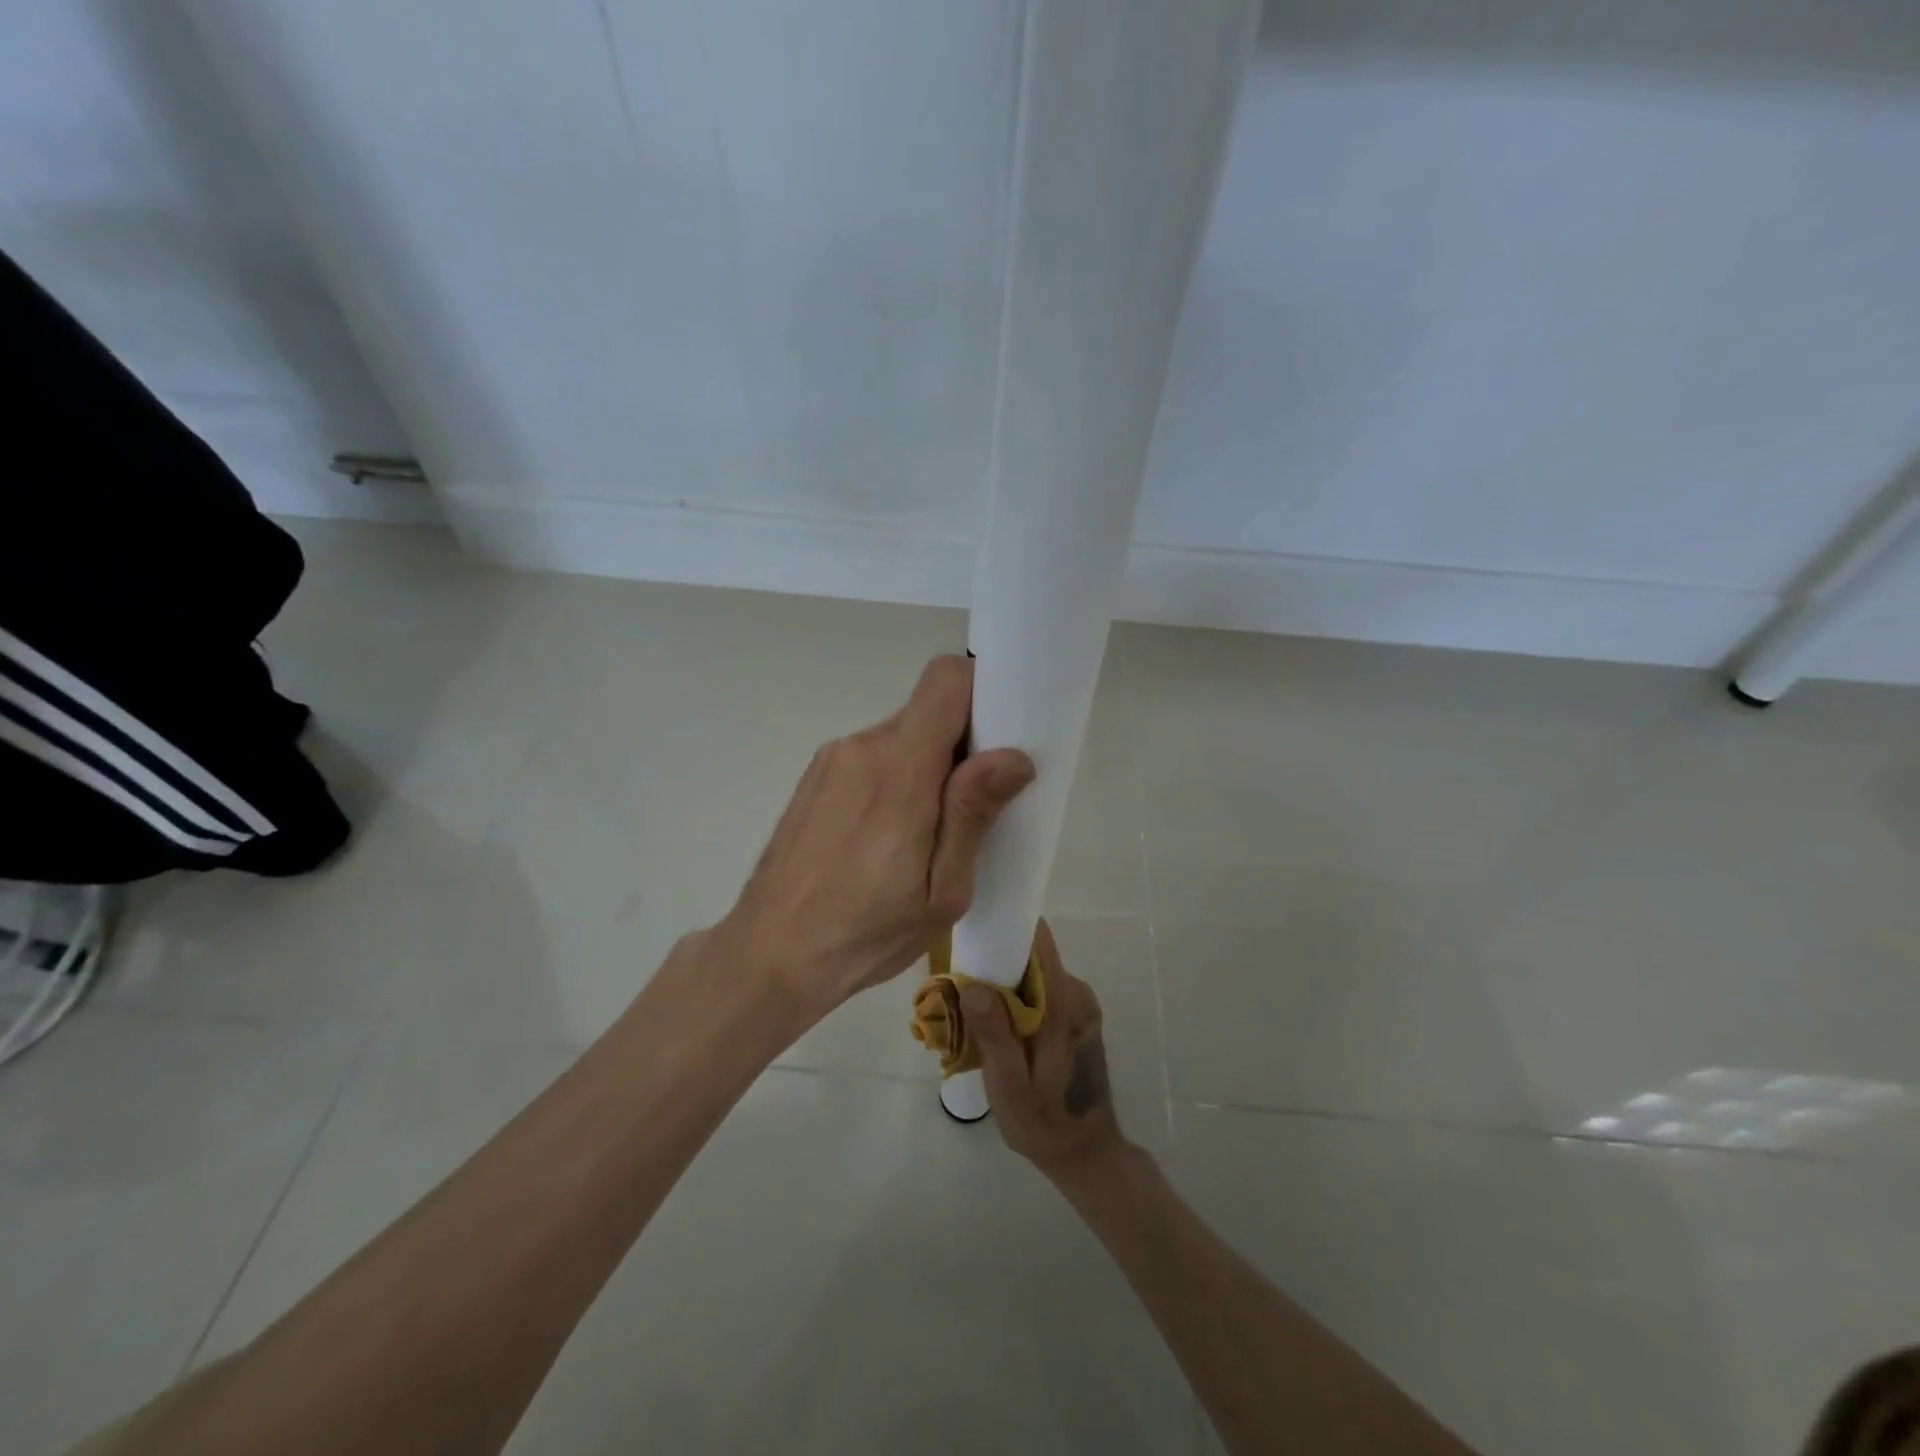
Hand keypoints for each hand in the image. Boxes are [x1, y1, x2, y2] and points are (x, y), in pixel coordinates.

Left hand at [720, 655, 1034, 1018]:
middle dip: (960, 746)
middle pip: (928, 712)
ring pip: (901, 737)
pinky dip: (895, 779)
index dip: (982, 692)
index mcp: (899, 768)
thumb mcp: (942, 890)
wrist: (770, 953)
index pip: (946, 679)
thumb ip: (973, 814)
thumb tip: (1014, 756)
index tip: (1001, 737)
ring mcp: (833, 759)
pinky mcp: (816, 777)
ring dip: (926, 768)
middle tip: (972, 809)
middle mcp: (862, 746)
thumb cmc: (866, 931)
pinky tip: (885, 838)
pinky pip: (872, 757)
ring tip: (924, 836)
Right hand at [961, 921, 1125, 1178]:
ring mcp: (1079, 1004)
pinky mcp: (1076, 1016)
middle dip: (995, 962)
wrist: (1085, 1154)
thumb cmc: (1043, 1121)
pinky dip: (1017, 999)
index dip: (1007, 928)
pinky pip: (1042, 991)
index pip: (1039, 941)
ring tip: (968, 1007)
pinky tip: (994, 1025)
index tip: (973, 931)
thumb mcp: (1009, 1085)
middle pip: (1032, 956)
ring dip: (1003, 983)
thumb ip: (995, 1033)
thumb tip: (973, 985)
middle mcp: (1076, 994)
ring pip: (1035, 974)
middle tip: (957, 983)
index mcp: (1063, 1003)